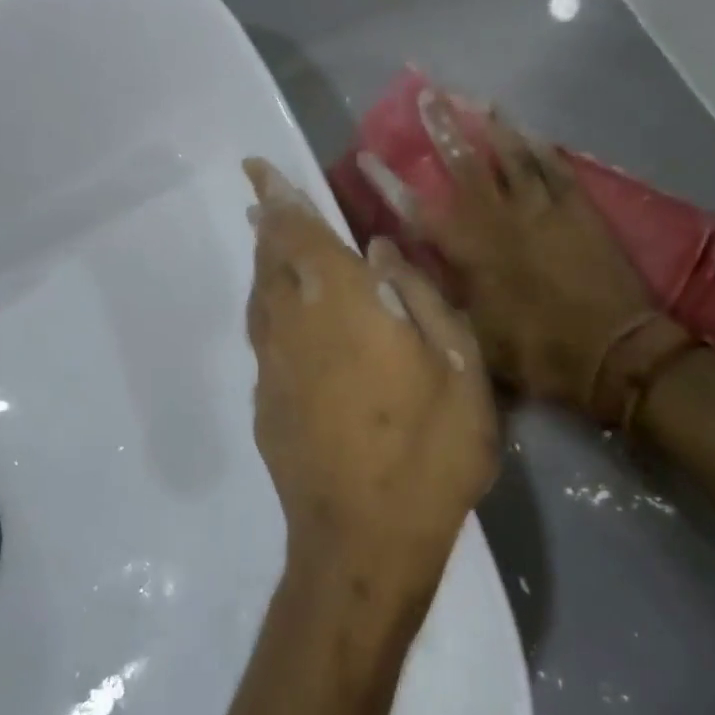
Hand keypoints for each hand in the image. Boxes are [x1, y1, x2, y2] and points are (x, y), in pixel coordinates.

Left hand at [243, 158, 498, 609]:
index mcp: (342, 306)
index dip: (278, 197)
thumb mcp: (459, 370)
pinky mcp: (266, 404)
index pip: (300, 234)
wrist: (362, 545)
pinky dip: (270, 310)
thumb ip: (421, 298)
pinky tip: (288, 319)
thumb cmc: (427, 453)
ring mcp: (274, 368)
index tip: (255, 168)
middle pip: (271, 261)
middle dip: (268, 225)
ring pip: (261, 299)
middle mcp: (295, 326)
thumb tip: (380, 250)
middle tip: (264, 201)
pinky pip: (265, 337)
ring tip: (271, 245)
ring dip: (265, 265)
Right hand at [357, 90, 689, 424]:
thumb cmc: (535, 351)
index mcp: (472, 251)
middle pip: (466, 166)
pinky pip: (557, 170)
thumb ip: (430, 291)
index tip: (367, 155)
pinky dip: (543, 149)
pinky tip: (532, 132)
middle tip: (428, 95)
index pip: (418, 209)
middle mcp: (502, 219)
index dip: (389, 182)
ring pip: (513, 158)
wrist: (613, 353)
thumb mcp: (471, 334)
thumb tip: (389, 258)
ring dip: (495, 129)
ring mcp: (543, 211)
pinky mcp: (579, 212)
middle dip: (444, 129)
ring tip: (481, 101)